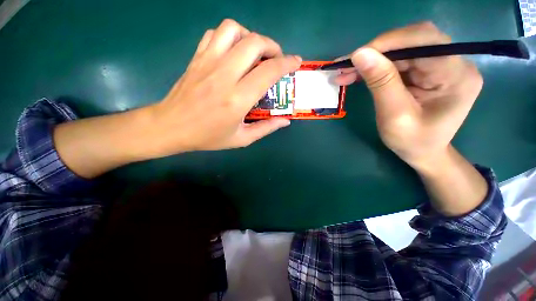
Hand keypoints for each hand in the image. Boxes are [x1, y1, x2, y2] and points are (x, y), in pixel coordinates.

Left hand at [54, 19, 300, 178]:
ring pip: (233, 30)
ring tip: (255, 53)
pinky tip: (233, 52)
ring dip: (251, 37)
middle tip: (276, 59)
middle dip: (272, 46)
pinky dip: (230, 36)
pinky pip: (215, 34)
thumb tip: (285, 121)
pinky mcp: (196, 58)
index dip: (287, 63)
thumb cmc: (208, 137)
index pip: (268, 72)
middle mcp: (224, 75)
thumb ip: (266, 128)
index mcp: (237, 99)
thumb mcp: (241, 139)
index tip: (296, 63)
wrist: (171, 127)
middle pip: (254, 43)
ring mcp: (207, 62)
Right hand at [335, 22, 482, 171]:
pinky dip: (376, 66)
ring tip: (346, 73)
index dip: (389, 42)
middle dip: (376, 51)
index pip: (424, 41)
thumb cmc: (412, 141)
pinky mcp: (427, 70)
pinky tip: (358, 74)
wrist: (423, 153)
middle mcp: (454, 62)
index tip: (355, 56)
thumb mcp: (394, 115)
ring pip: (402, 49)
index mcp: (456, 75)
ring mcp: (441, 65)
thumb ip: (381, 82)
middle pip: (413, 41)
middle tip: (346, 66)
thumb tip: (359, 53)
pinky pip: (399, 60)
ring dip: (372, 59)